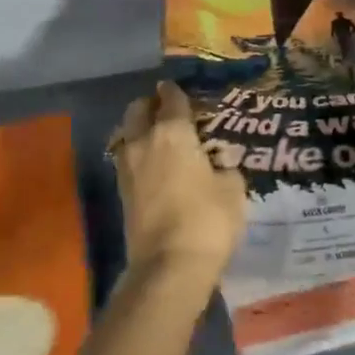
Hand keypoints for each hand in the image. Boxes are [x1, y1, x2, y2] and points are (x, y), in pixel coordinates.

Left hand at [110, 80, 247, 279]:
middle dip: (150, 105)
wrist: (170, 266)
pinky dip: (138, 155)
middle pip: (138, 110)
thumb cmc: (208, 219)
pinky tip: (154, 164)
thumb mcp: (233, 188)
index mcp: (173, 132)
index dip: (175, 91)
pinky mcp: (122, 193)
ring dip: (139, 130)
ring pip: (127, 135)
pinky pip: (128, 160)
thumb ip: (225, 167)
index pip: (171, 99)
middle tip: (166, 110)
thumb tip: (219, 165)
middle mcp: (144, 142)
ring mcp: (127, 168)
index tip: (178, 88)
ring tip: (159, 137)